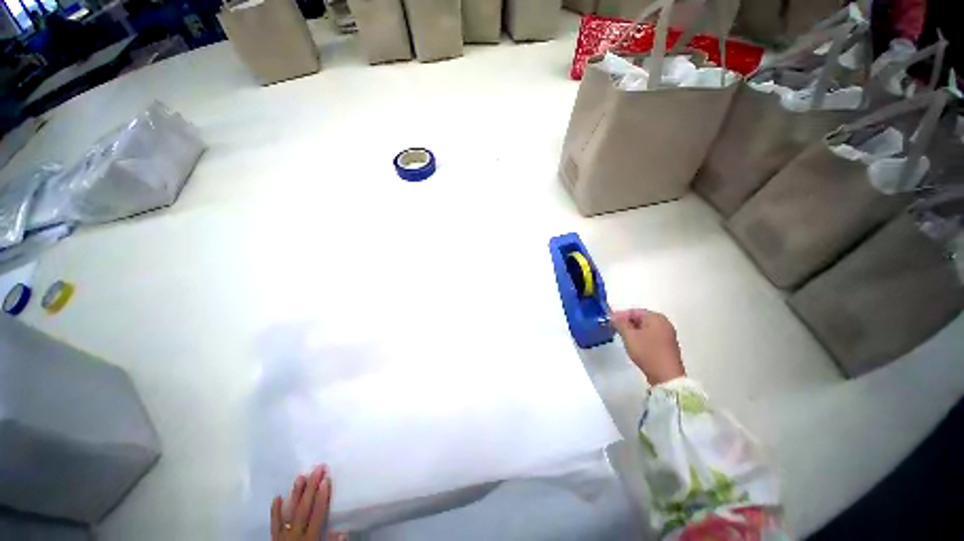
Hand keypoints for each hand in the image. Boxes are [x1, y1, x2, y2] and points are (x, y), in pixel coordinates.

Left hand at [271, 465, 346, 540]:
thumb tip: (342, 531)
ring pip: (289, 513)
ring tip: (300, 476)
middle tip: (317, 469)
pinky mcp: (275, 539)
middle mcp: (295, 535)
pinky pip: (274, 525)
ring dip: (295, 495)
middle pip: (303, 509)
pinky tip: (278, 497)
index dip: (322, 497)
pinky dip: (275, 511)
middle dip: (311, 488)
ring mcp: (283, 537)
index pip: (317, 515)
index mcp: (310, 539)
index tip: (326, 479)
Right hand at [611, 309, 684, 385]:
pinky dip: (641, 337)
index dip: (620, 315)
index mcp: (656, 317)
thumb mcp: (629, 336)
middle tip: (614, 329)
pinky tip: (634, 345)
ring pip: (645, 328)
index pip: (634, 311)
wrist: (667, 376)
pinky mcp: (667, 345)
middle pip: (640, 318)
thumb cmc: (647, 352)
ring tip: (622, 337)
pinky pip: (650, 336)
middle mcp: (664, 323)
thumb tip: (613, 316)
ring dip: (633, 330)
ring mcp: (667, 334)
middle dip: (626, 323)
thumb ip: (620, 323)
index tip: (609, 322)